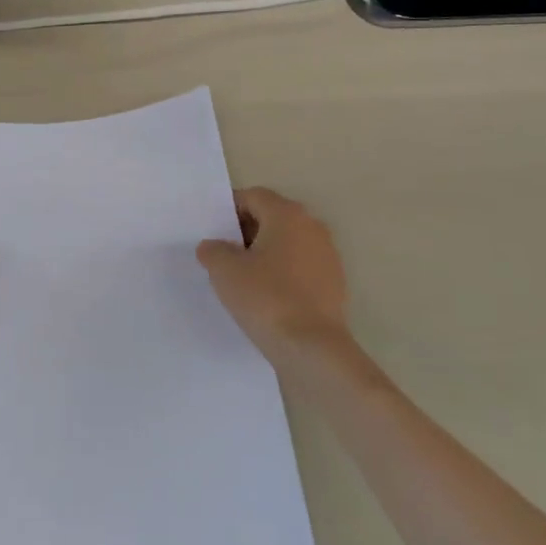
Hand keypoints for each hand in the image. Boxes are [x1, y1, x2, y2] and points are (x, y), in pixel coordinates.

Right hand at [197, 187, 357, 377]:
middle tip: (222, 254)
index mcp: (287, 214)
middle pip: (272, 217)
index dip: (229, 210)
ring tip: (242, 278)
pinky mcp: (334, 283)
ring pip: (288, 243)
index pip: (253, 196)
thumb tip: (213, 246)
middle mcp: (312, 226)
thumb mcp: (225, 271)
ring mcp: (327, 255)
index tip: (212, 231)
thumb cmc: (266, 298)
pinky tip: (266, 297)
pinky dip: (282, 274)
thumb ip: (213, 250)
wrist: (312, 348)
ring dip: (265, 253)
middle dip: (246, 231)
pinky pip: (300, 267)